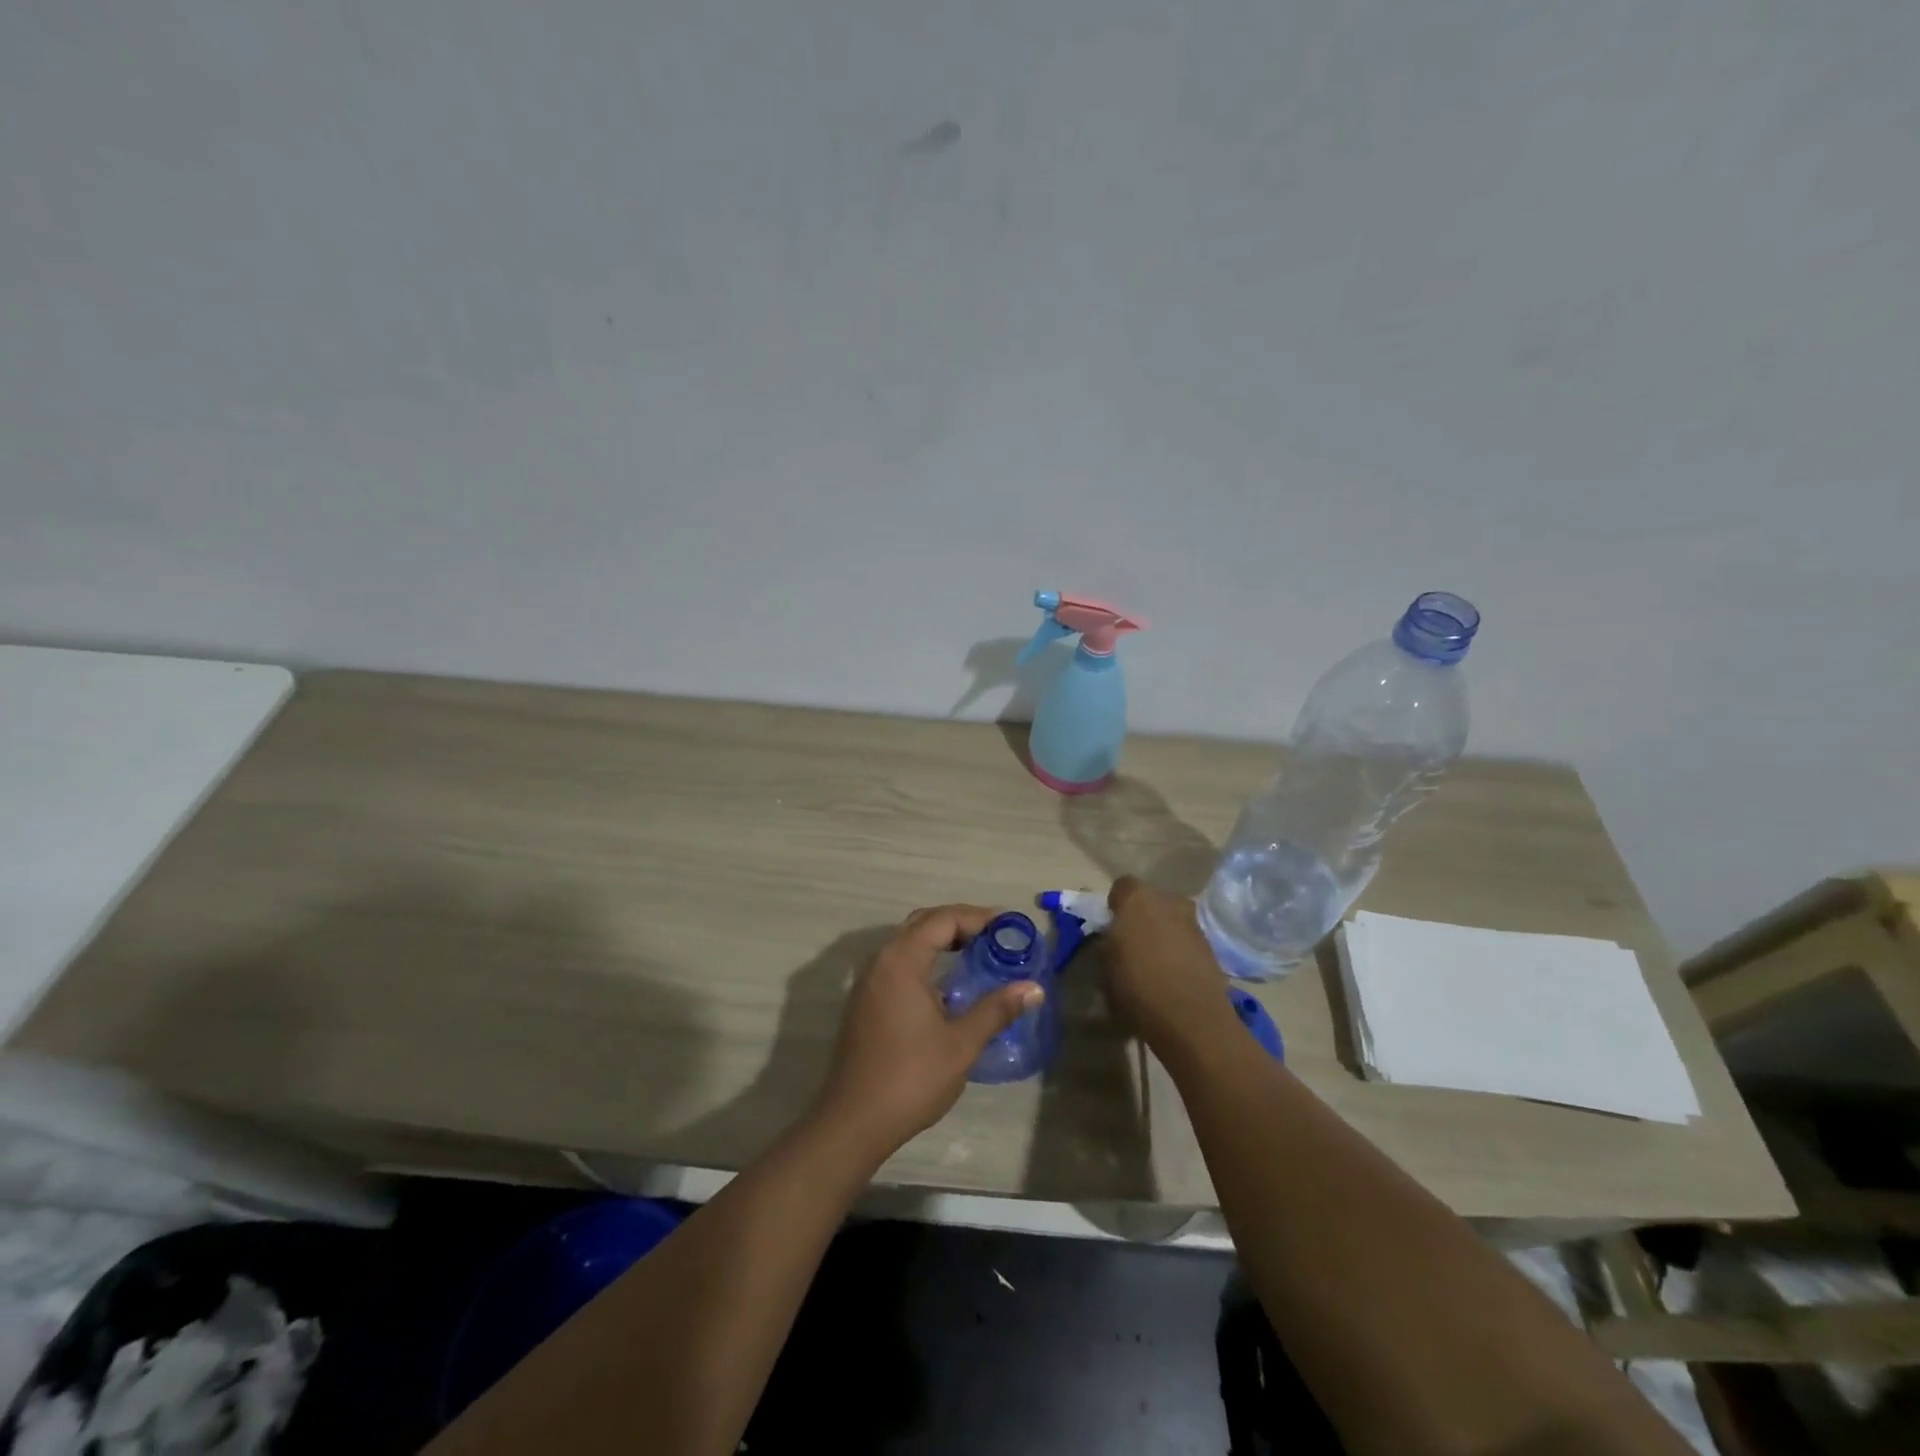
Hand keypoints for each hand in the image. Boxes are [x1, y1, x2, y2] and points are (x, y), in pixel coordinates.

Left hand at [814, 905, 1043, 1156]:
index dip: (977, 917)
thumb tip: (1033, 988)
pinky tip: (946, 983)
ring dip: (941, 939)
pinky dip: (925, 957)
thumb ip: (996, 1009)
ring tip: (977, 953)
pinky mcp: (865, 1000)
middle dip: (960, 922)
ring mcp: (868, 980)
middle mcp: (881, 960)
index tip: (1009, 925)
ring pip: (908, 941)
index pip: (943, 919)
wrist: (854, 1120)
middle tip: (995, 936)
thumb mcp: (961, 1044)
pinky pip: (898, 961)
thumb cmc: (911, 1078)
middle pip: (923, 923)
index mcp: (902, 961)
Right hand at [1102, 877, 1237, 1054]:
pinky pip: (1187, 942)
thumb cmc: (1137, 985)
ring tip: (1154, 964)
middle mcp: (1169, 901)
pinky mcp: (1211, 948)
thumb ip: (1108, 944)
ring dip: (1164, 935)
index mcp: (1137, 898)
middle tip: (1133, 944)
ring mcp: (1194, 923)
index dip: (1116, 905)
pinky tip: (1172, 977)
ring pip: (1172, 921)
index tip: (1111, 926)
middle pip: (1152, 902)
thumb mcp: (1105, 966)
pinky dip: (1180, 953)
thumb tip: (1113, 940)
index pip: (1122, 886)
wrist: (1190, 1017)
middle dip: (1143, 917)